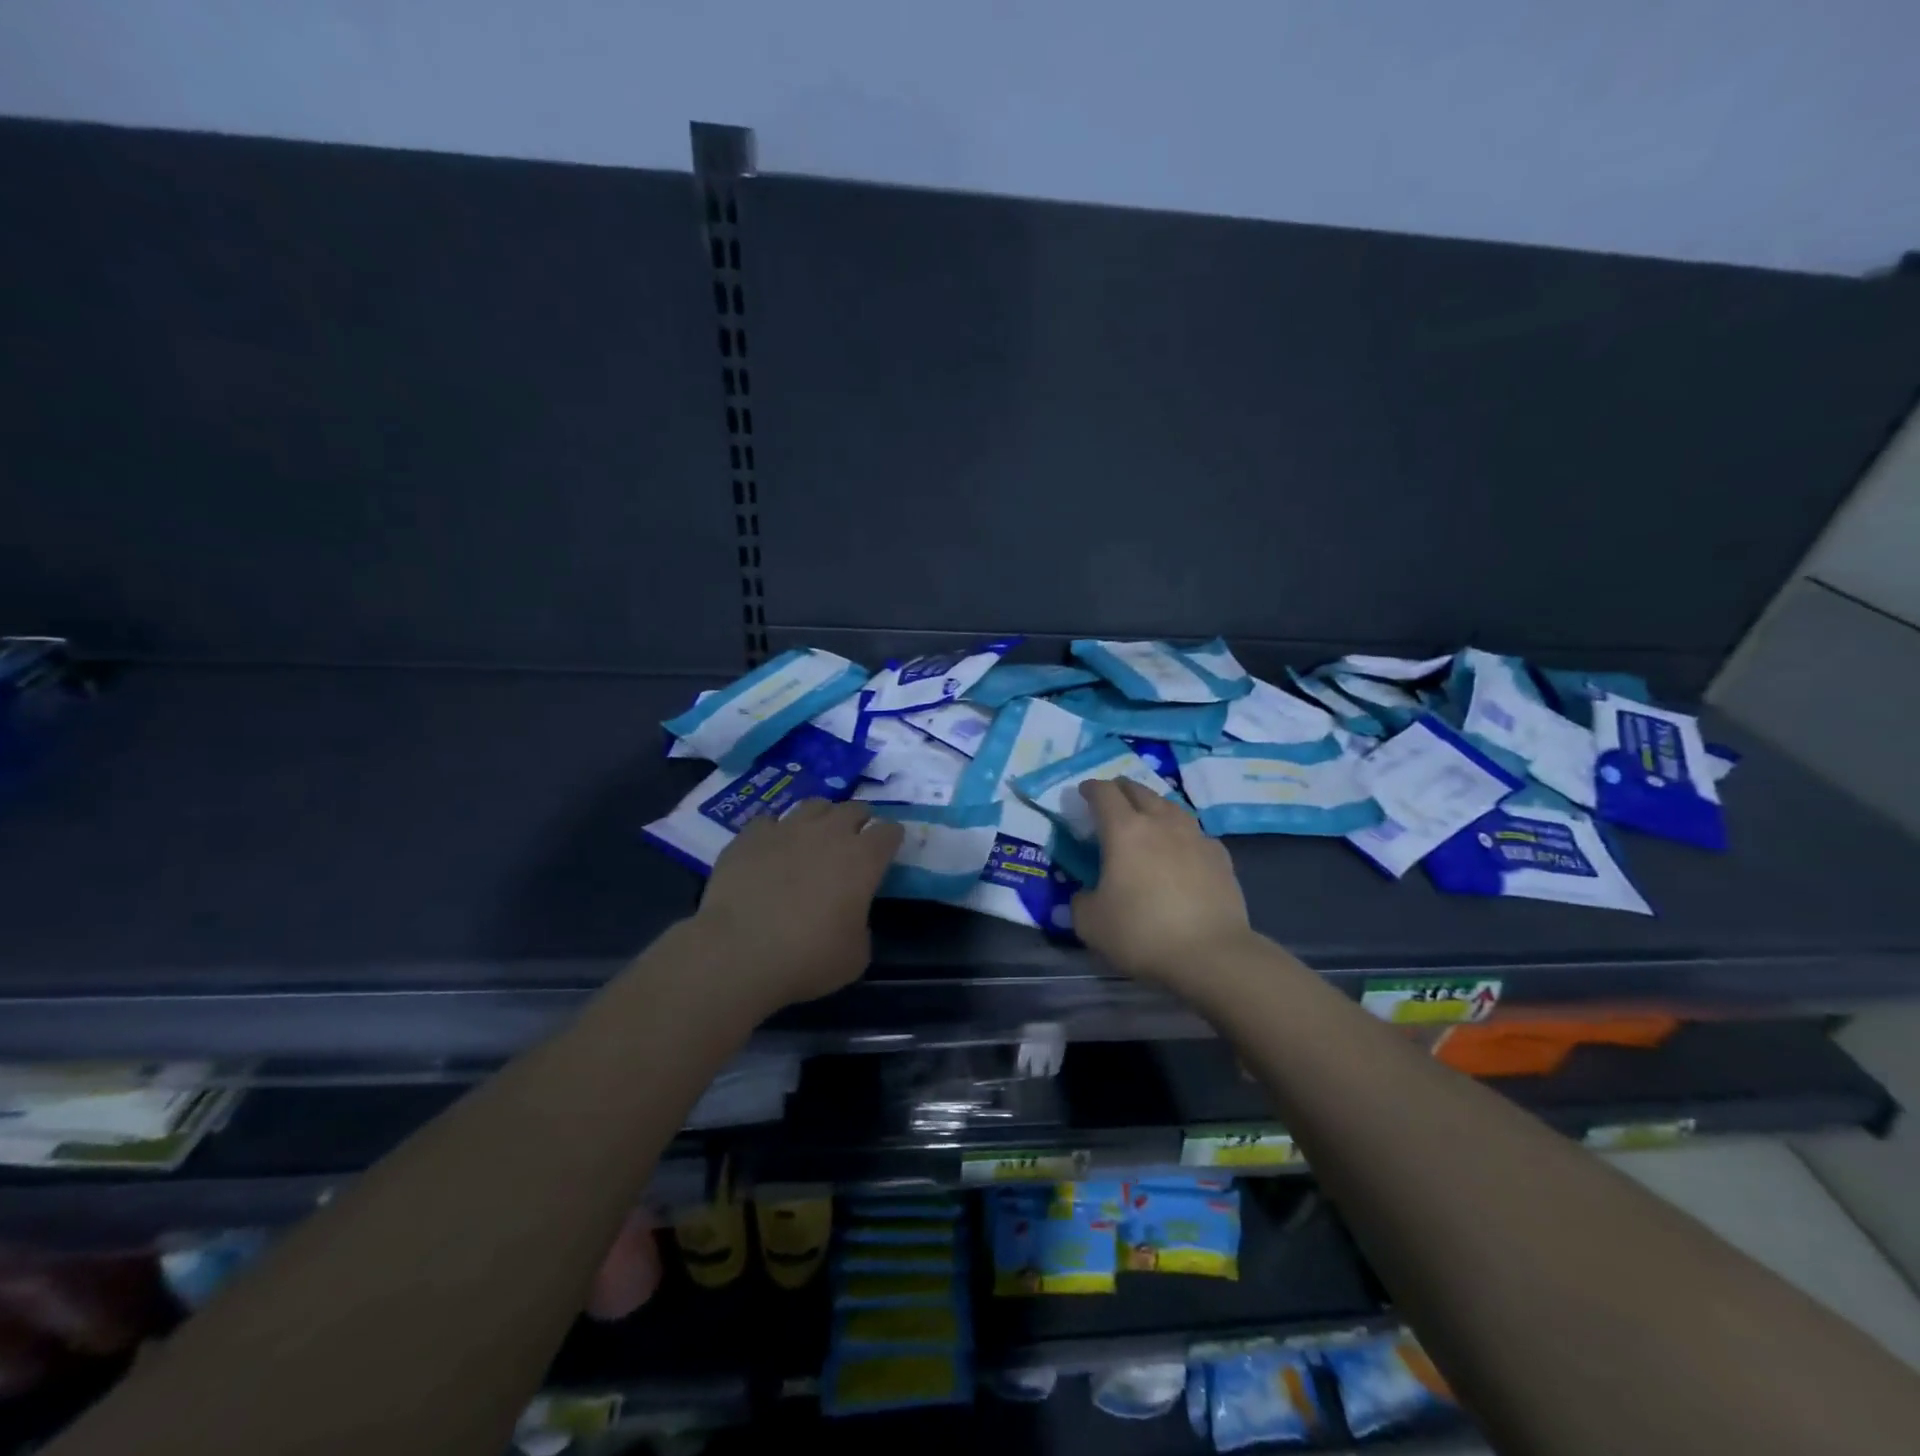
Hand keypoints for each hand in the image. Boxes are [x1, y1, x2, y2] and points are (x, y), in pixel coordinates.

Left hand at [692, 800, 903, 1009]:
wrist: (739, 953)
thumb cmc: (808, 958)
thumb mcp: (855, 956)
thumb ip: (861, 926)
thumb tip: (850, 917)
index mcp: (863, 859)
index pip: (889, 831)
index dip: (891, 839)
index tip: (888, 851)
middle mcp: (829, 833)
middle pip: (854, 808)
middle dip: (859, 821)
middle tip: (854, 842)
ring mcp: (786, 829)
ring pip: (813, 805)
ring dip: (821, 818)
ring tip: (815, 836)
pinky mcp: (749, 836)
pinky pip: (769, 821)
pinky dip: (776, 832)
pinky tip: (771, 849)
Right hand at [1072, 779, 1252, 984]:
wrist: (1211, 954)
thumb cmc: (1142, 932)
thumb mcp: (1090, 923)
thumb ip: (1081, 900)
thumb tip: (1086, 893)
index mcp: (1124, 830)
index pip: (1104, 793)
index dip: (1091, 788)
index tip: (1083, 792)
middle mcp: (1160, 822)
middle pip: (1139, 790)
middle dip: (1121, 789)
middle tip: (1111, 800)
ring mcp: (1195, 836)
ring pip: (1170, 805)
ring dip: (1153, 805)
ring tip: (1146, 817)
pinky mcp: (1219, 855)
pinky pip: (1194, 832)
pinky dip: (1181, 832)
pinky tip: (1181, 848)